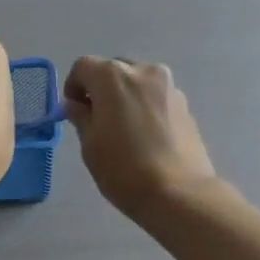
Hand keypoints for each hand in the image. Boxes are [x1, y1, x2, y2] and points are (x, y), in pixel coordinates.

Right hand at [63, 57, 216, 218]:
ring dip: (125, 96)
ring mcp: (169, 86)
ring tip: (123, 129)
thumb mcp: (90, 145)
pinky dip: (145, 107)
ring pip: (138, 82)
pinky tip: (145, 136)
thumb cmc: (124, 169)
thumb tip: (76, 105)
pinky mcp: (186, 105)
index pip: (83, 66)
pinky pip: (156, 97)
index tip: (74, 111)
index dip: (73, 86)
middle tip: (97, 119)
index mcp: (113, 76)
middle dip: (101, 88)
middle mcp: (143, 71)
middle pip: (113, 69)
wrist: (178, 193)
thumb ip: (81, 117)